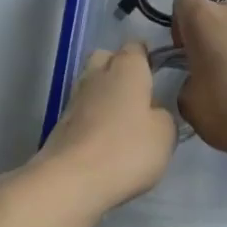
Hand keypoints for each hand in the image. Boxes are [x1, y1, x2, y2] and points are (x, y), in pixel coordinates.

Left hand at [32, 41, 177, 212]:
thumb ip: (163, 115)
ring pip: (91, 84)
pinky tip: (105, 139)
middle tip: (138, 94)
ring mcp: (74, 99)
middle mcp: (96, 75)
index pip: (136, 47)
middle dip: (119, 69)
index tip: (158, 73)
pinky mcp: (61, 125)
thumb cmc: (127, 150)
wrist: (72, 180)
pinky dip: (93, 118)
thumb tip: (152, 111)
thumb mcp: (165, 134)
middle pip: (106, 59)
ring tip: (123, 121)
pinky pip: (82, 111)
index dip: (147, 57)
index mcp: (126, 69)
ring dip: (105, 95)